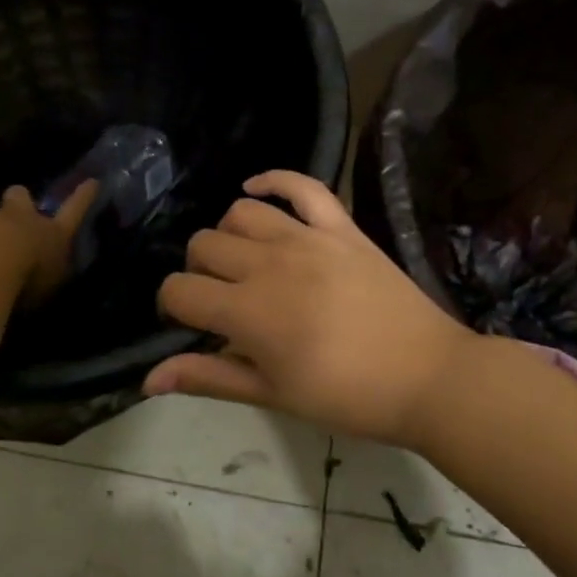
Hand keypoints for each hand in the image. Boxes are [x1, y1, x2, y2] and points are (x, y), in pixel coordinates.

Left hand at [0, 180, 96, 304]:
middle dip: (17, 201)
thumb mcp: (44, 286)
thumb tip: (35, 283)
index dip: (82, 198)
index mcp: (50, 235)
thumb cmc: (26, 280)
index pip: (73, 212)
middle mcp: (21, 219)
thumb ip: (41, 278)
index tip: (92, 182)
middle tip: (10, 211)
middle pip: (20, 198)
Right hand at [143, 170, 479, 447]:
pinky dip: (273, 180)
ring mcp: (308, 238)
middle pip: (203, 245)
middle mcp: (269, 263)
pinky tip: (256, 189)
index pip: (179, 290)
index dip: (173, 306)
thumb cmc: (346, 396)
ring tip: (244, 261)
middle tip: (222, 301)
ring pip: (240, 213)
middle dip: (199, 272)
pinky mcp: (341, 226)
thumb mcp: (272, 394)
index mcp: (248, 311)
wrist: (428, 377)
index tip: (190, 324)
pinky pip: (302, 185)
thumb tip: (148, 379)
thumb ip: (208, 378)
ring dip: (229, 235)